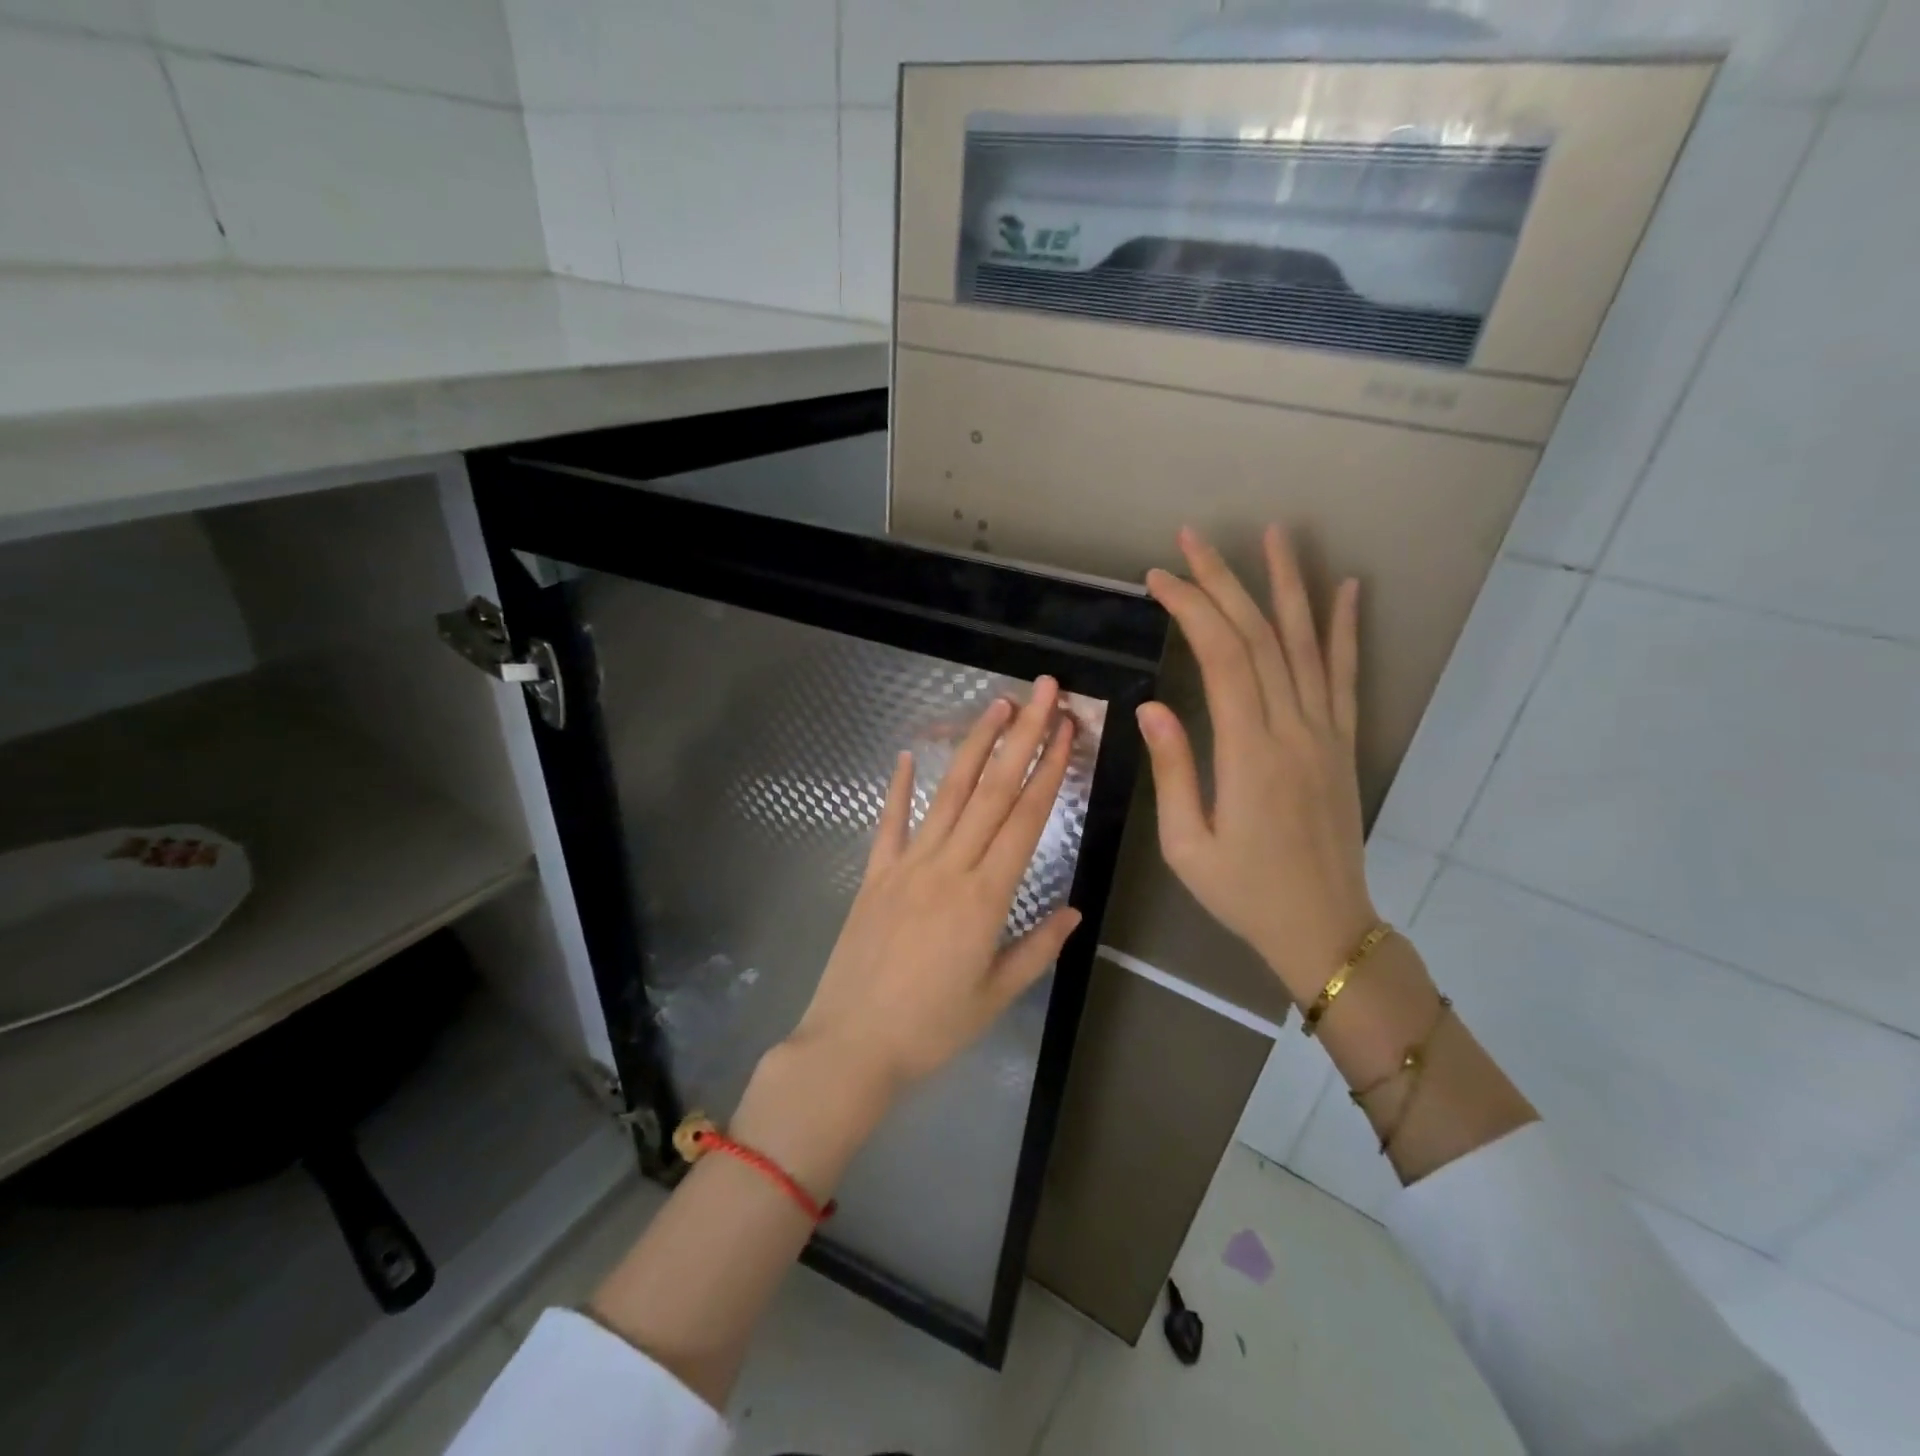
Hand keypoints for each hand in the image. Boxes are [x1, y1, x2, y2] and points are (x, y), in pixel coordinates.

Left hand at [785, 677, 1083, 1094]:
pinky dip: (899, 787)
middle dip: (1021, 736)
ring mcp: (907, 866)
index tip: (1066, 728)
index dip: (1049, 769)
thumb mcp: (995, 995)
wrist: (851, 1047)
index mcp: (986, 897)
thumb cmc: (931, 1029)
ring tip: (995, 705)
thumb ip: (1037, 947)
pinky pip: (889, 823)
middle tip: (1041, 691)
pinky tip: (909, 754)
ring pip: (948, 795)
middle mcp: (948, 868)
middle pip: (993, 791)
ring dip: (974, 746)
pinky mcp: (875, 875)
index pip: (1025, 818)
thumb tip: (1074, 910)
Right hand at [1139, 527, 1376, 1002]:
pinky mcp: (1343, 743)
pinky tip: (1347, 589)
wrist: (1324, 928)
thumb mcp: (1187, 845)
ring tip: (1274, 534)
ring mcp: (1325, 732)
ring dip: (1287, 585)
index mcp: (1250, 752)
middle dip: (1224, 581)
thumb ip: (1174, 770)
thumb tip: (1152, 705)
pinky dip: (1345, 629)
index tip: (1159, 578)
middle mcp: (1293, 729)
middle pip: (1260, 637)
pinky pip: (1346, 675)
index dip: (1191, 608)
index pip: (1222, 657)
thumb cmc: (1243, 892)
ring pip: (1306, 644)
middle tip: (1192, 539)